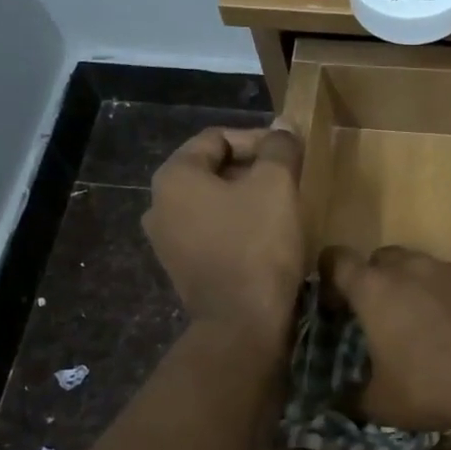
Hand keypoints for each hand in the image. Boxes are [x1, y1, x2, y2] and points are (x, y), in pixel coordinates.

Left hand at [144, 126, 303, 349]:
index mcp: (174, 177)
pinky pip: (213, 232)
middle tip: (290, 178)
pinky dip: (238, 226)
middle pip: (213, 170)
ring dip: (248, 199)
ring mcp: (167, 241)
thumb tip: (282, 125)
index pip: (218, 138)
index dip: (259, 139)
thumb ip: (279, 148)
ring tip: (283, 206)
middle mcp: (159, 205)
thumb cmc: (257, 245)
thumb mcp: (276, 185)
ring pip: (214, 203)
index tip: (291, 153)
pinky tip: (267, 237)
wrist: (242, 323)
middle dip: (254, 169)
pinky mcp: (184, 268)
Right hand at [323, 246, 450, 449]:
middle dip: (372, 281)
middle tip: (374, 318)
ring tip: (414, 325)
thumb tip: (340, 401)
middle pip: (379, 259)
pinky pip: (447, 280)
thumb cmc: (432, 387)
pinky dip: (440, 296)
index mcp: (374, 288)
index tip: (333, 307)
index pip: (336, 260)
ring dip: (408, 286)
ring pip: (416, 266)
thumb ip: (352, 397)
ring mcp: (447, 270)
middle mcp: (409, 267)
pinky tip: (449, 329)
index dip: (328, 278)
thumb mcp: (380, 404)